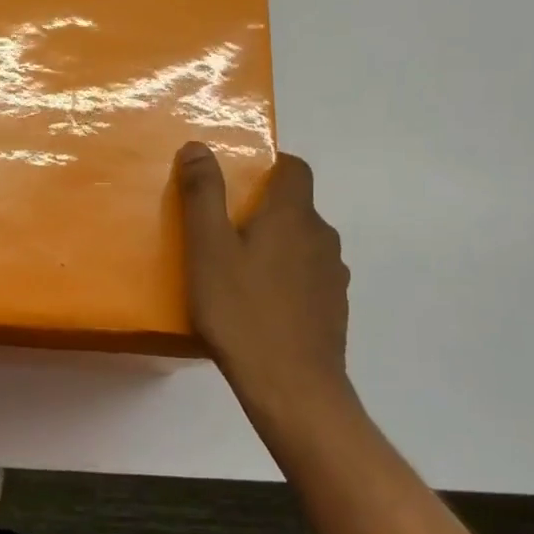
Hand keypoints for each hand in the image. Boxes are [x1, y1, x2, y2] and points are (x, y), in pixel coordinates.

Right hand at [175, 143, 353, 423]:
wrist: (292, 387)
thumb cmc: (241, 310)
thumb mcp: (207, 248)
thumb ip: (203, 194)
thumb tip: (198, 146)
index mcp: (293, 215)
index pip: (295, 168)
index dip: (270, 164)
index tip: (239, 180)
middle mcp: (321, 237)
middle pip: (297, 207)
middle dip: (264, 209)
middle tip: (223, 230)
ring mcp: (332, 275)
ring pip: (303, 243)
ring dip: (277, 246)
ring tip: (239, 270)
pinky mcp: (334, 308)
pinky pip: (308, 276)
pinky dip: (287, 278)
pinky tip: (261, 305)